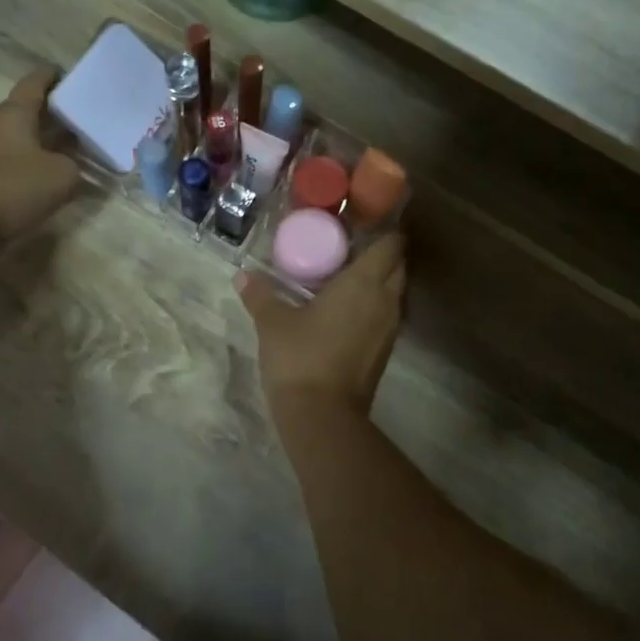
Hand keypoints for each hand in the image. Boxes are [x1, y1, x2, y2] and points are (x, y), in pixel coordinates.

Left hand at [0, 68, 80, 256]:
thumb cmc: (14, 188)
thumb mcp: (62, 176)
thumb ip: (74, 165)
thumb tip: (71, 166)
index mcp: (13, 113)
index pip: (35, 82)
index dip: (54, 76)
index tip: (73, 76)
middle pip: (28, 110)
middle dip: (55, 112)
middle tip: (83, 118)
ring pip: (20, 136)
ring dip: (44, 140)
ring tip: (73, 149)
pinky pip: (12, 159)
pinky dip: (32, 161)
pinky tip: (50, 176)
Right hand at [237, 234, 405, 419]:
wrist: (323, 417)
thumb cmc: (300, 357)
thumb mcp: (273, 322)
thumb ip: (260, 295)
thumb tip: (242, 276)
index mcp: (364, 282)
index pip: (392, 244)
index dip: (385, 230)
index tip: (363, 223)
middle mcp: (385, 300)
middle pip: (397, 265)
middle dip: (381, 253)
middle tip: (349, 246)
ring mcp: (389, 328)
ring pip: (394, 291)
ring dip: (378, 280)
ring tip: (345, 274)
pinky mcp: (385, 351)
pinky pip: (386, 314)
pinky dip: (373, 304)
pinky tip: (345, 308)